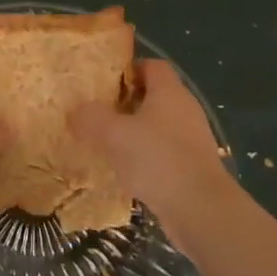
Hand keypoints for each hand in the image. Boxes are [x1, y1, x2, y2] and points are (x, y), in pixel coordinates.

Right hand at [71, 60, 235, 258]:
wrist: (200, 209)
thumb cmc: (157, 159)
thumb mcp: (114, 134)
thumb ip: (92, 117)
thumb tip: (76, 109)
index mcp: (170, 92)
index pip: (152, 66)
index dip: (128, 70)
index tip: (103, 84)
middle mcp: (185, 109)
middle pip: (154, 96)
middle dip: (126, 103)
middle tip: (99, 114)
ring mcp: (193, 139)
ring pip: (159, 126)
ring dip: (135, 133)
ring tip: (108, 144)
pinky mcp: (194, 166)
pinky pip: (165, 152)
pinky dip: (147, 157)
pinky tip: (127, 172)